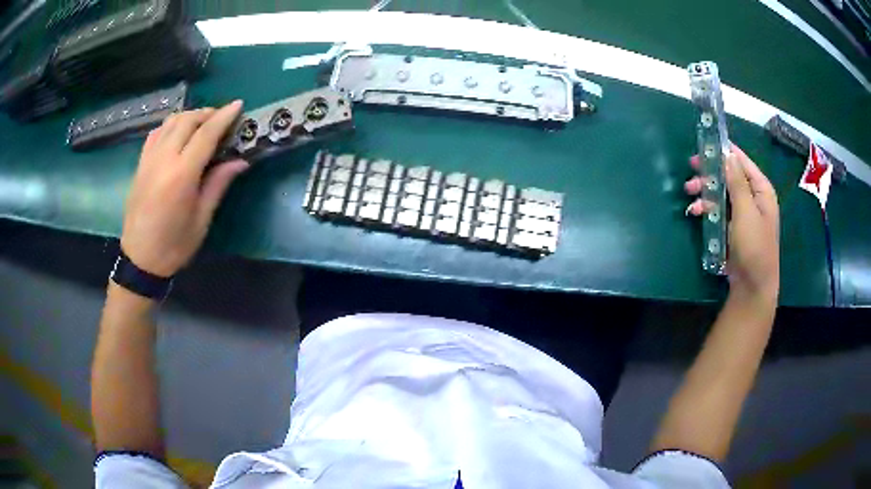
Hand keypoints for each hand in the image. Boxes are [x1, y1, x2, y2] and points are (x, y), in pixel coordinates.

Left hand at [120, 101, 248, 277]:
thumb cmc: (174, 245)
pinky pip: (156, 133)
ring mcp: (148, 160)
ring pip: (170, 122)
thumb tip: (240, 161)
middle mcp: (163, 160)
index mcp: (181, 175)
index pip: (205, 134)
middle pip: (187, 121)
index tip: (238, 105)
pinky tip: (178, 133)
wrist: (140, 260)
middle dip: (207, 113)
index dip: (224, 117)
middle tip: (222, 118)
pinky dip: (171, 126)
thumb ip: (218, 184)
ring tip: (202, 123)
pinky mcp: (140, 165)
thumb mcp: (201, 220)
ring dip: (189, 116)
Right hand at [685, 144, 779, 301]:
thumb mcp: (746, 212)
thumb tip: (727, 155)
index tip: (704, 145)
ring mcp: (743, 213)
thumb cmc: (754, 247)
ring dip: (705, 191)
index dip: (724, 152)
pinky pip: (719, 210)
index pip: (742, 161)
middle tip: (692, 168)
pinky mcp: (734, 227)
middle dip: (710, 173)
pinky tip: (696, 212)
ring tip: (689, 193)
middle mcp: (753, 198)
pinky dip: (707, 208)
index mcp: (761, 190)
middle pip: (729, 176)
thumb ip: (737, 182)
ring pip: (722, 192)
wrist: (752, 286)